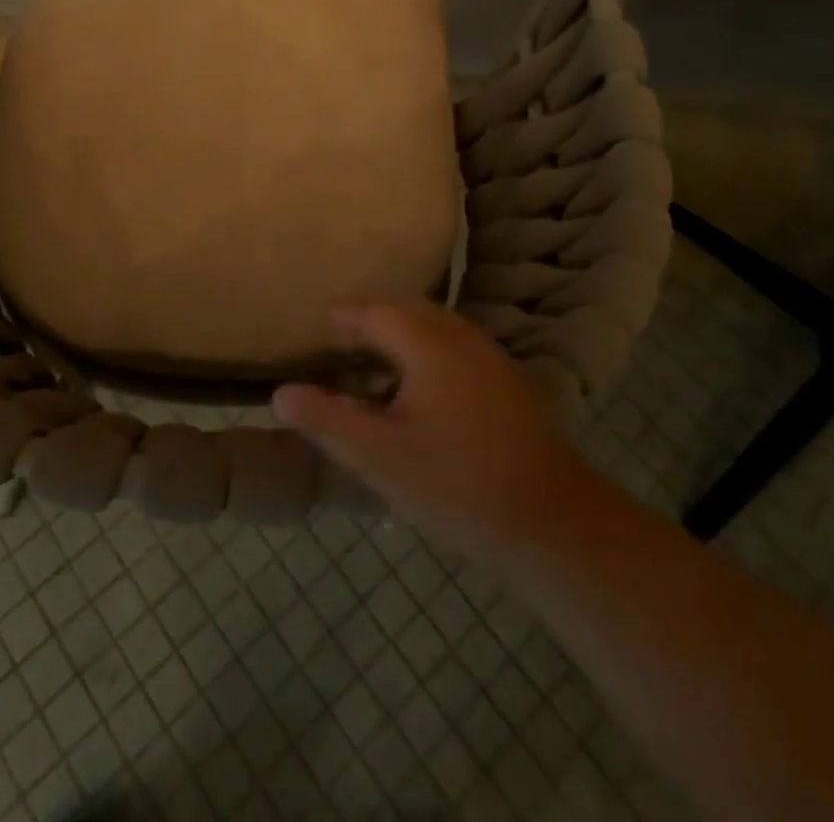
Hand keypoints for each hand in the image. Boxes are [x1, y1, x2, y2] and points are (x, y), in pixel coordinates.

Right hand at [272, 302, 581, 559]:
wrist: (552, 522)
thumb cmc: (456, 483)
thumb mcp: (378, 456)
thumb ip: (326, 419)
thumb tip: (281, 393)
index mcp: (425, 341)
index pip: (370, 312)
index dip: (338, 321)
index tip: (313, 334)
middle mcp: (459, 335)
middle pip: (403, 311)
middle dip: (368, 325)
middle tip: (337, 350)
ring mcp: (488, 356)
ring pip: (432, 329)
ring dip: (398, 340)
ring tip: (370, 371)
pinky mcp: (507, 381)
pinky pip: (454, 349)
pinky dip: (425, 356)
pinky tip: (418, 395)